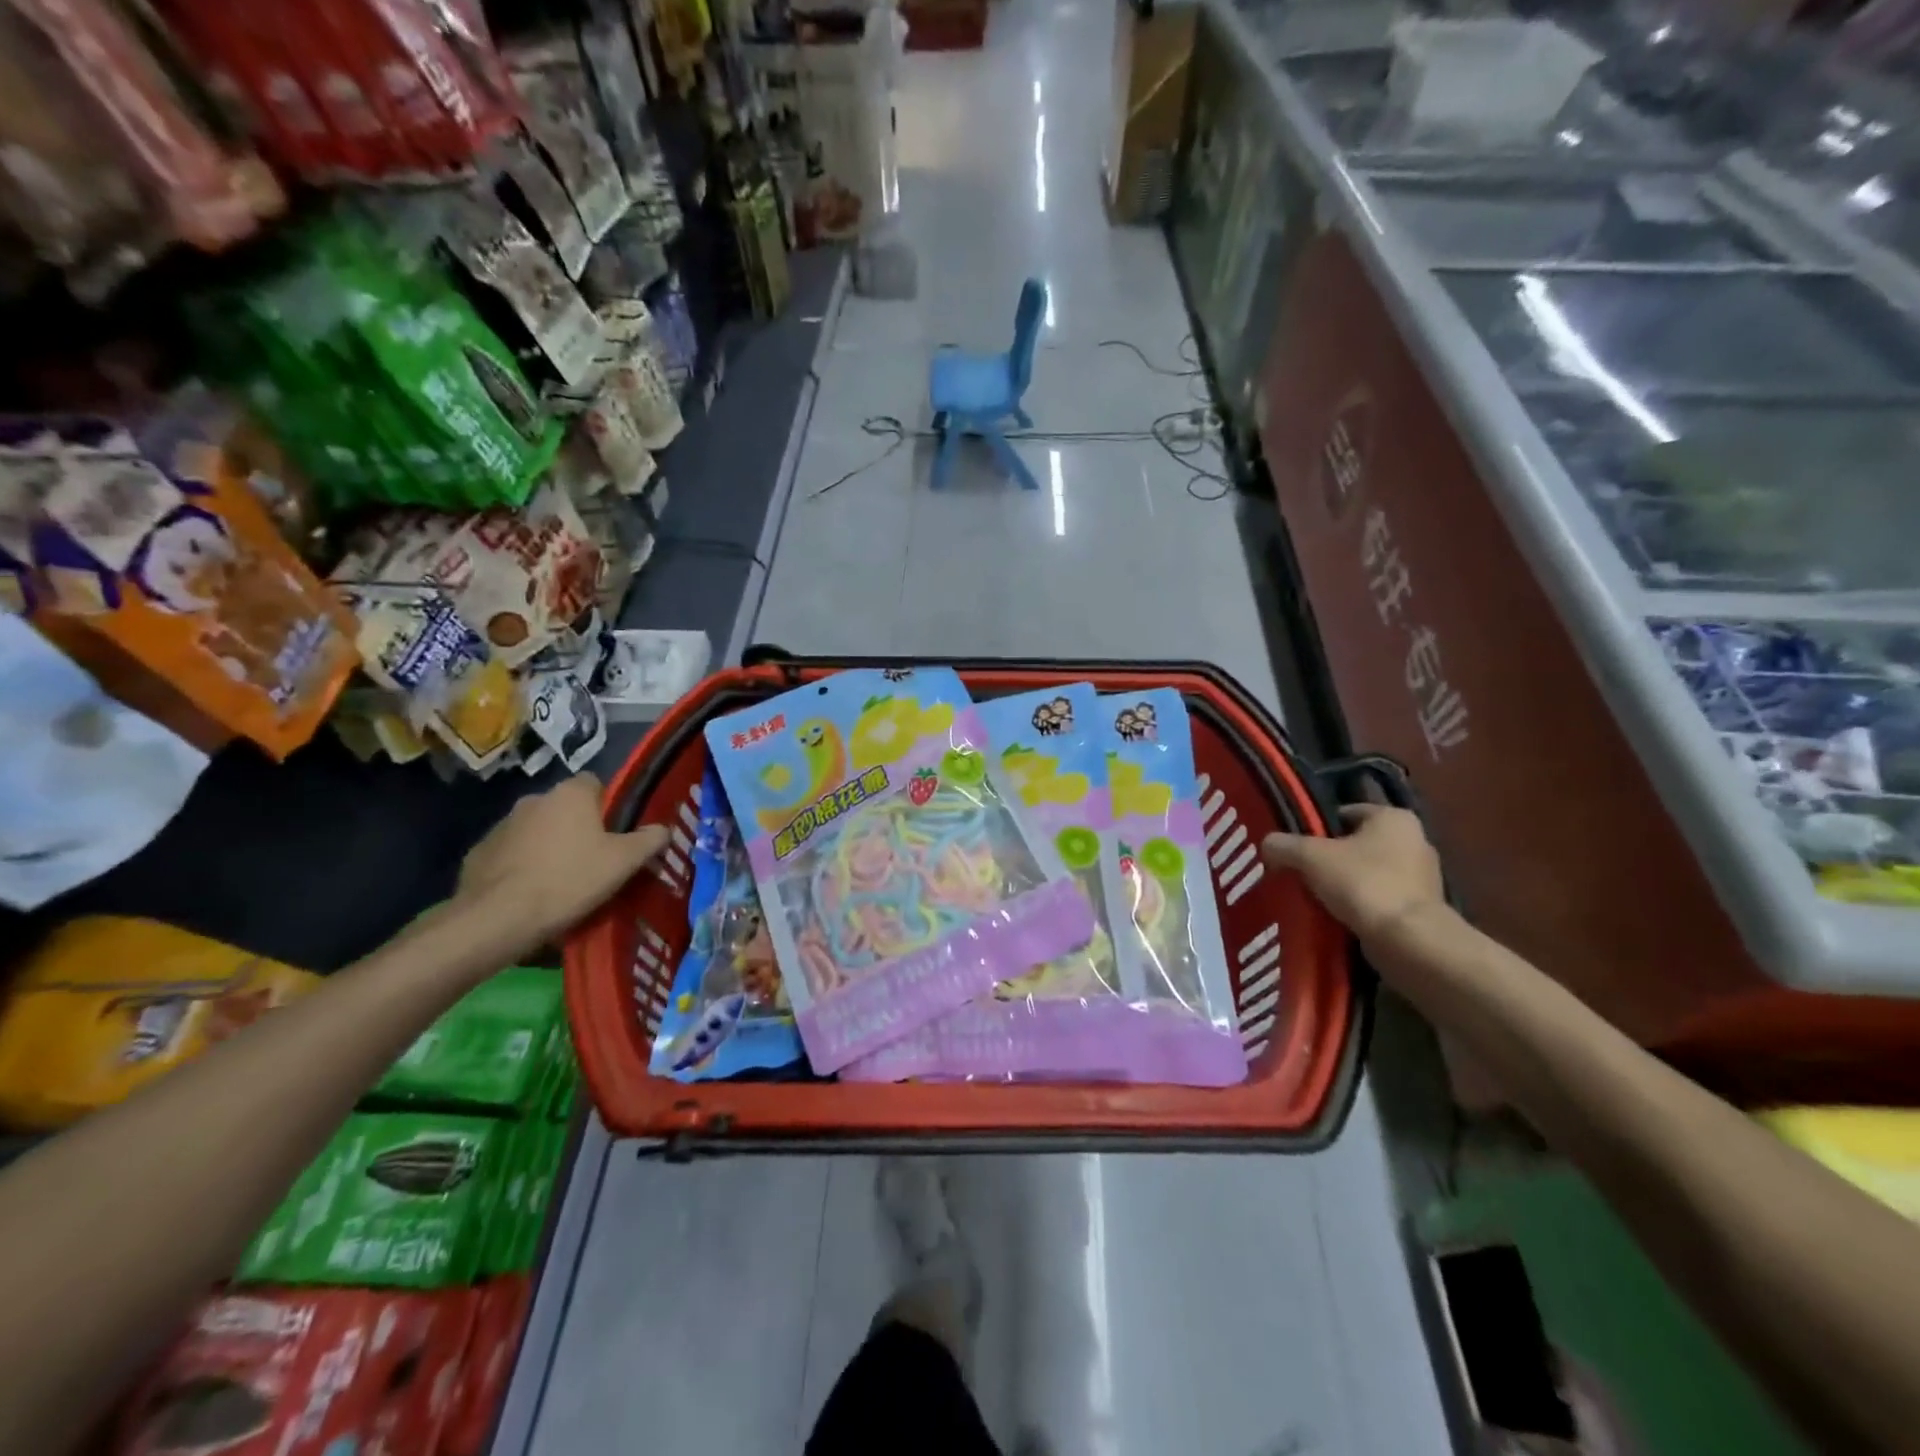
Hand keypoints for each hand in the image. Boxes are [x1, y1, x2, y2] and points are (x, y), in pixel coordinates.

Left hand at [455, 774, 669, 947]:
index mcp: (571, 794)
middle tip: (593, 860)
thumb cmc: (571, 879)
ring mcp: (502, 825)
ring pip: (537, 830)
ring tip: (561, 881)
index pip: (595, 784)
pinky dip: (522, 866)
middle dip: (577, 828)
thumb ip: (650, 840)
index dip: (608, 807)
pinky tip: (531, 892)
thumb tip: (663, 829)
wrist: (499, 917)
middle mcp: (534, 799)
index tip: (616, 834)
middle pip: (565, 808)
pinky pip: (511, 853)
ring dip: (548, 846)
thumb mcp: (625, 861)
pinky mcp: (478, 852)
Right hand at [1261, 804, 1444, 942]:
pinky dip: (1359, 905)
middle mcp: (1415, 840)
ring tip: (1313, 896)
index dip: (1316, 826)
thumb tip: (1267, 844)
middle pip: (1357, 843)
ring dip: (1344, 883)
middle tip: (1299, 870)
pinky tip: (1336, 916)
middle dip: (1329, 857)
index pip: (1345, 812)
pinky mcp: (1421, 909)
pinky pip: (1379, 899)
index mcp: (1393, 818)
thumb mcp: (1310, 856)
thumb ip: (1283, 845)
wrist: (1408, 940)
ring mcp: (1422, 877)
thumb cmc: (1362, 883)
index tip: (1294, 845)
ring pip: (1368, 873)